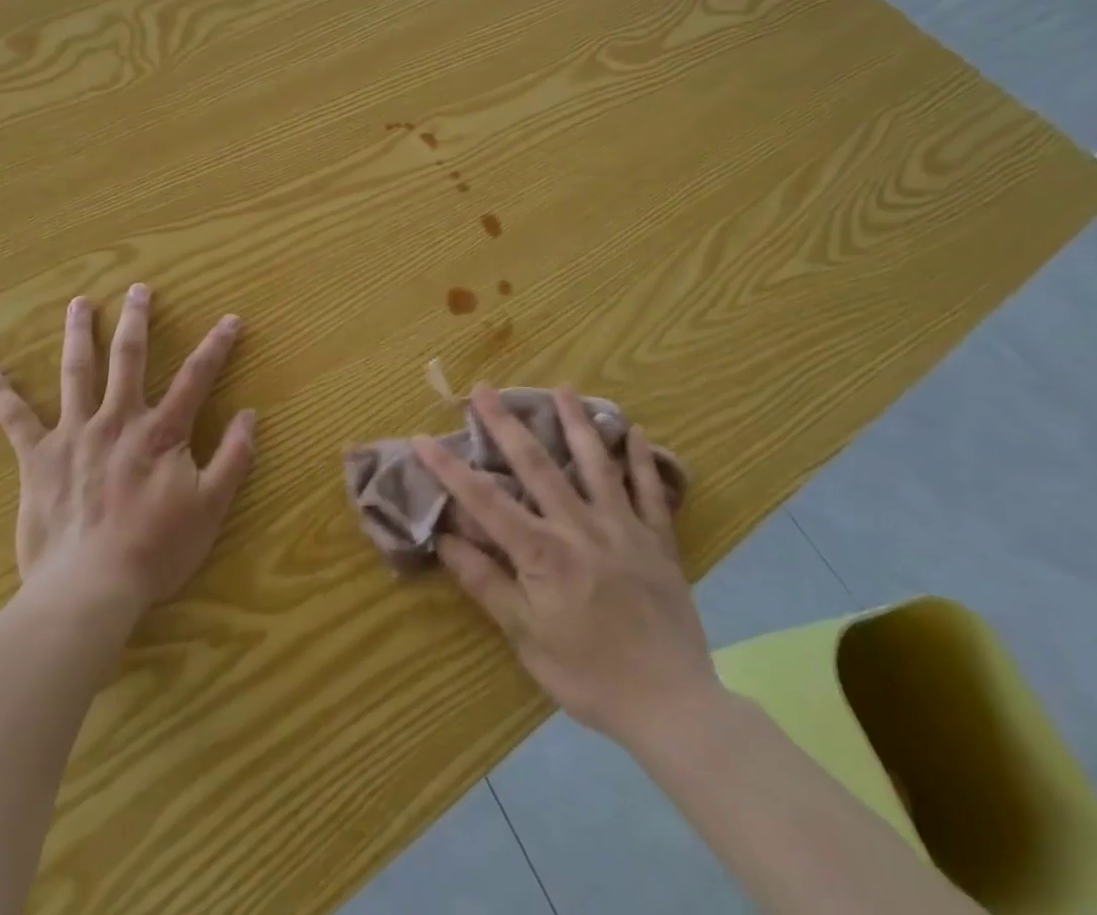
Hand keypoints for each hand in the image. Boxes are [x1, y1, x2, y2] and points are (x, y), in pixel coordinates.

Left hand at [0, 284, 256, 615]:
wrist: (89, 589)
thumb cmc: (155, 551)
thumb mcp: (210, 508)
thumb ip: (234, 458)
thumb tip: (251, 415)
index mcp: (160, 432)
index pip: (196, 377)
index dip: (217, 346)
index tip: (231, 319)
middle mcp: (117, 420)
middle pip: (129, 358)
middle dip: (137, 320)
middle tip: (138, 289)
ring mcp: (74, 434)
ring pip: (77, 372)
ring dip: (78, 334)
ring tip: (79, 303)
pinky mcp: (38, 457)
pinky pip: (15, 419)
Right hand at [414, 385, 717, 749]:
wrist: (674, 708)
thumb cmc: (589, 676)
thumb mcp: (526, 639)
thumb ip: (486, 583)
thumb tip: (445, 540)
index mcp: (543, 554)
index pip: (485, 501)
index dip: (450, 469)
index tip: (422, 438)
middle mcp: (580, 528)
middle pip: (537, 465)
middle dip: (506, 424)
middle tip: (485, 388)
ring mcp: (623, 529)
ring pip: (596, 464)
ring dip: (576, 423)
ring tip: (562, 388)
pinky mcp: (658, 541)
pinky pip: (650, 492)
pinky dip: (642, 460)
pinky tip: (634, 430)